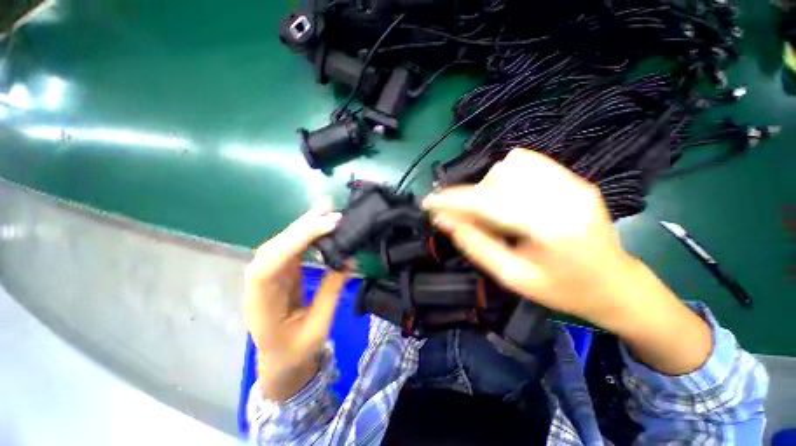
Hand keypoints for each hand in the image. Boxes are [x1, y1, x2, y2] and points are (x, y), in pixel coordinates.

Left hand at [244, 200, 347, 400]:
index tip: (325, 228)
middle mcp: (258, 286)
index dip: (294, 243)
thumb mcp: (318, 326)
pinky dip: (306, 235)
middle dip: (301, 227)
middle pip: (274, 248)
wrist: (281, 362)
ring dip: (304, 226)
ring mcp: (269, 277)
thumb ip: (331, 291)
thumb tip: (350, 260)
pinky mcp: (281, 273)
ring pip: (282, 244)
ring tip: (326, 211)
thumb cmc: (296, 352)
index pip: (269, 267)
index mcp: (260, 307)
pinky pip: (291, 250)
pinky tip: (321, 226)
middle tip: (328, 210)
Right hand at [423, 148, 630, 326]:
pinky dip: (507, 175)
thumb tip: (445, 221)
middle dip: (470, 199)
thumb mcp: (512, 277)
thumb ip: (476, 245)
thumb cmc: (564, 291)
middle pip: (495, 179)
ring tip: (492, 211)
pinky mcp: (574, 178)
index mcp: (548, 226)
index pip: (486, 201)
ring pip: (508, 166)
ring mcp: (572, 182)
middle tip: (463, 219)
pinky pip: (528, 161)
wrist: (617, 285)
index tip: (427, 202)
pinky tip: (508, 196)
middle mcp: (562, 195)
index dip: (452, 200)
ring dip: (489, 187)